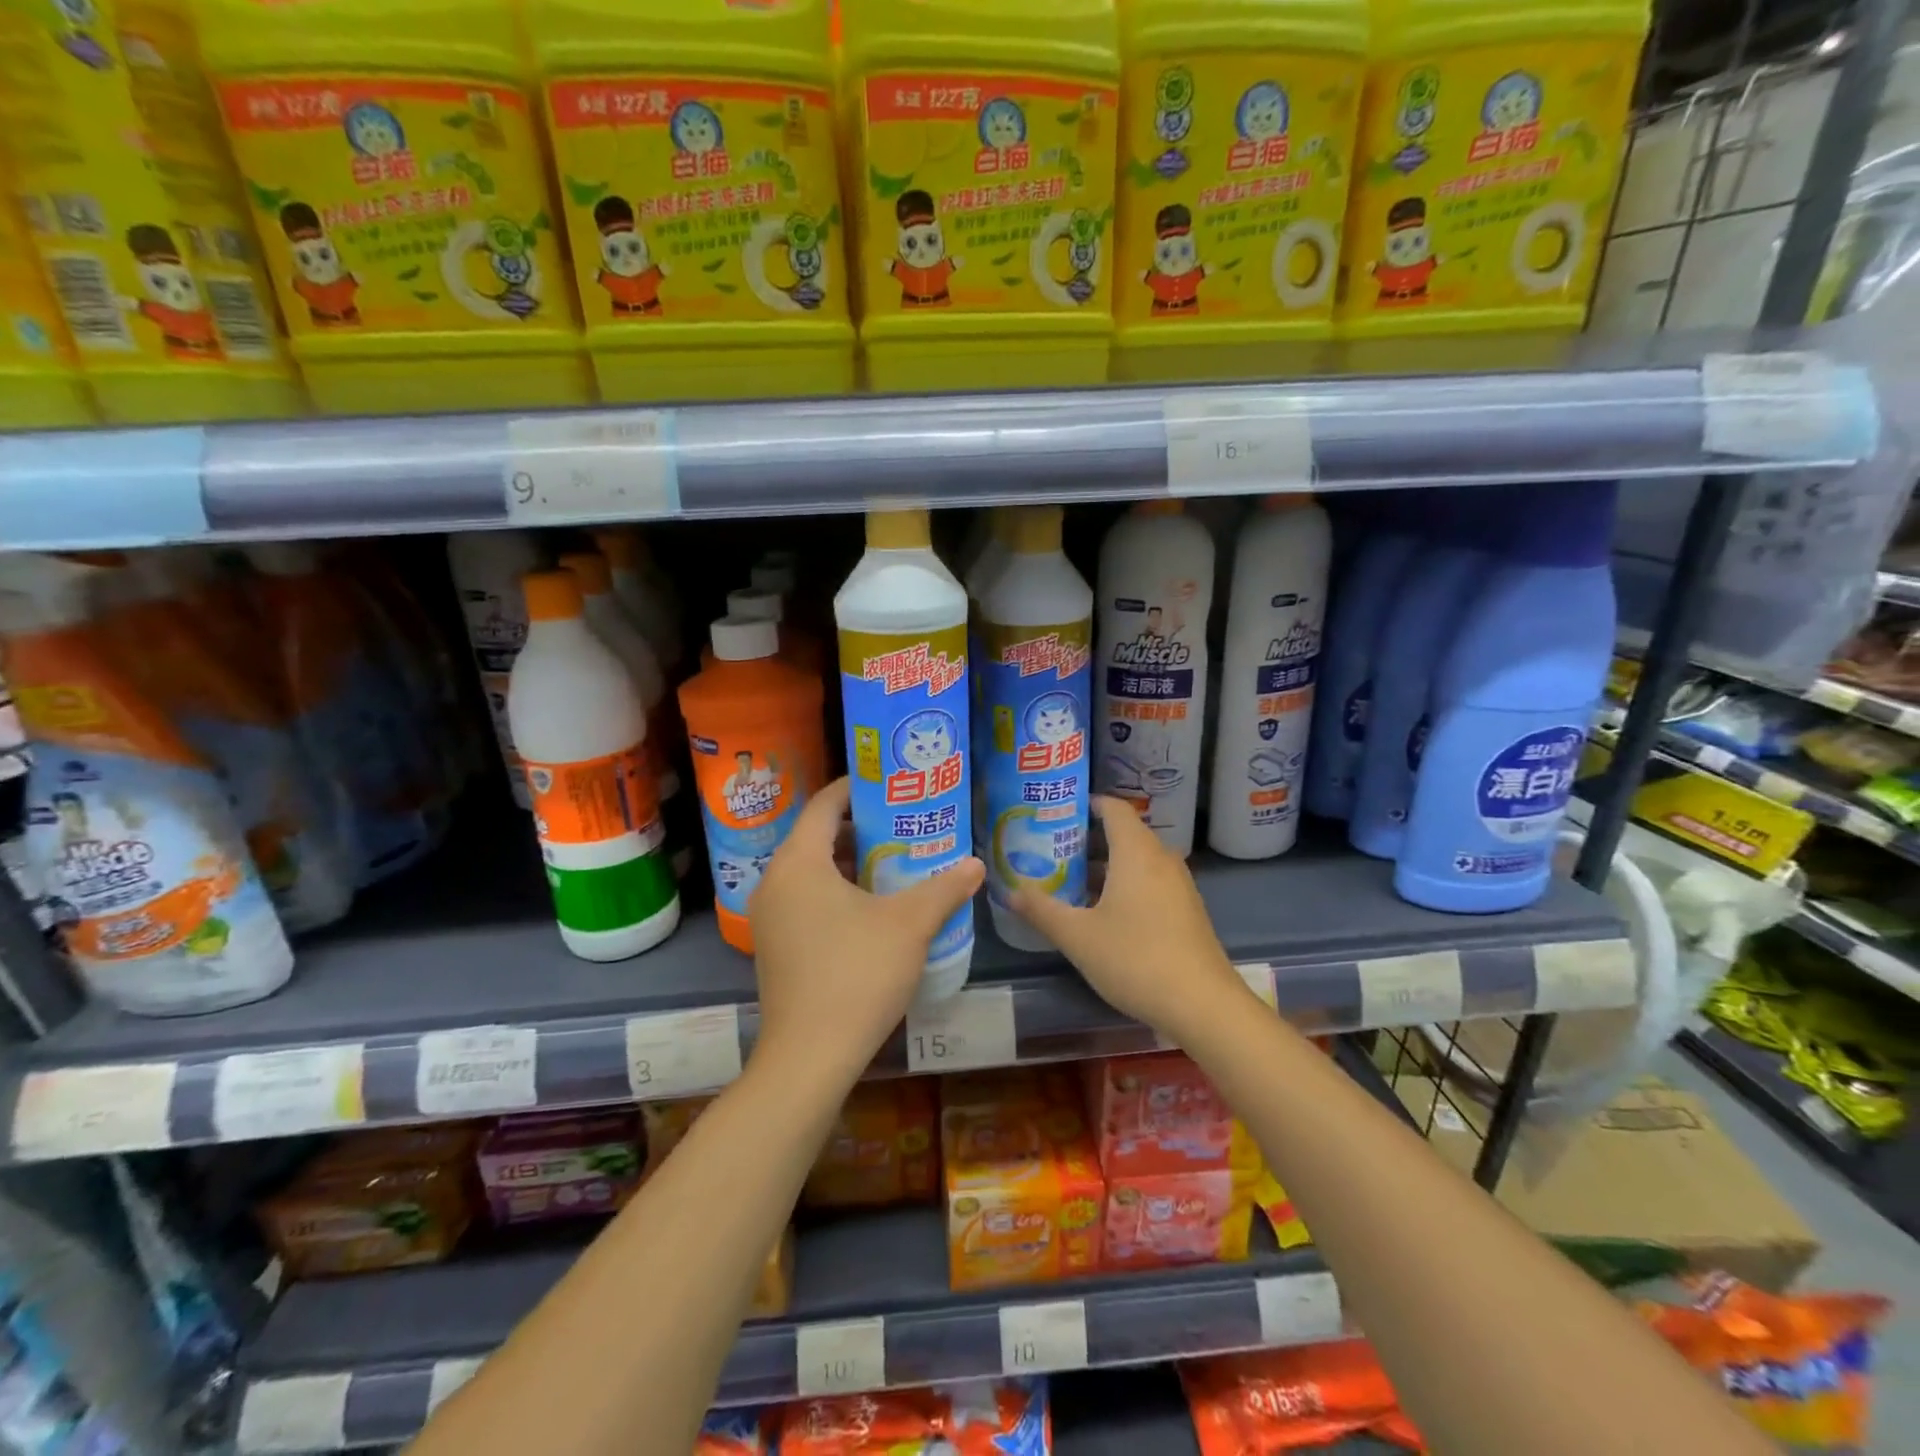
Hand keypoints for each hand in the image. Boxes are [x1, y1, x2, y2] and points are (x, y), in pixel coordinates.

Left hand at [749, 778, 984, 1081]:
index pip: (823, 804)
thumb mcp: (910, 925)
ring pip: (811, 871)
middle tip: (904, 824)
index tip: (891, 785)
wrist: (809, 1057)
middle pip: (816, 836)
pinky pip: (805, 899)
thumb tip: (977, 865)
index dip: (856, 788)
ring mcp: (769, 917)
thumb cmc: (857, 974)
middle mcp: (775, 882)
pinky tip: (873, 908)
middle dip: (860, 827)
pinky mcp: (775, 946)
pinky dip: (836, 890)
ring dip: (849, 862)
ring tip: (895, 862)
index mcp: (798, 862)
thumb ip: (945, 888)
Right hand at [1012, 796, 1246, 1043]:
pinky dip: (1126, 882)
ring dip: (1106, 864)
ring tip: (1071, 880)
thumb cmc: (1135, 959)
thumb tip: (1011, 892)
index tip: (1055, 812)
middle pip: (1124, 832)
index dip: (1085, 804)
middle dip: (1088, 837)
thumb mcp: (1078, 936)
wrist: (1202, 1004)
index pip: (1113, 807)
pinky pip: (1151, 880)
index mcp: (1136, 851)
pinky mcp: (1187, 909)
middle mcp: (1161, 858)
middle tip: (1052, 848)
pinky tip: (1104, 911)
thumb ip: (1042, 910)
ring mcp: (1179, 884)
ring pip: (1138, 859)